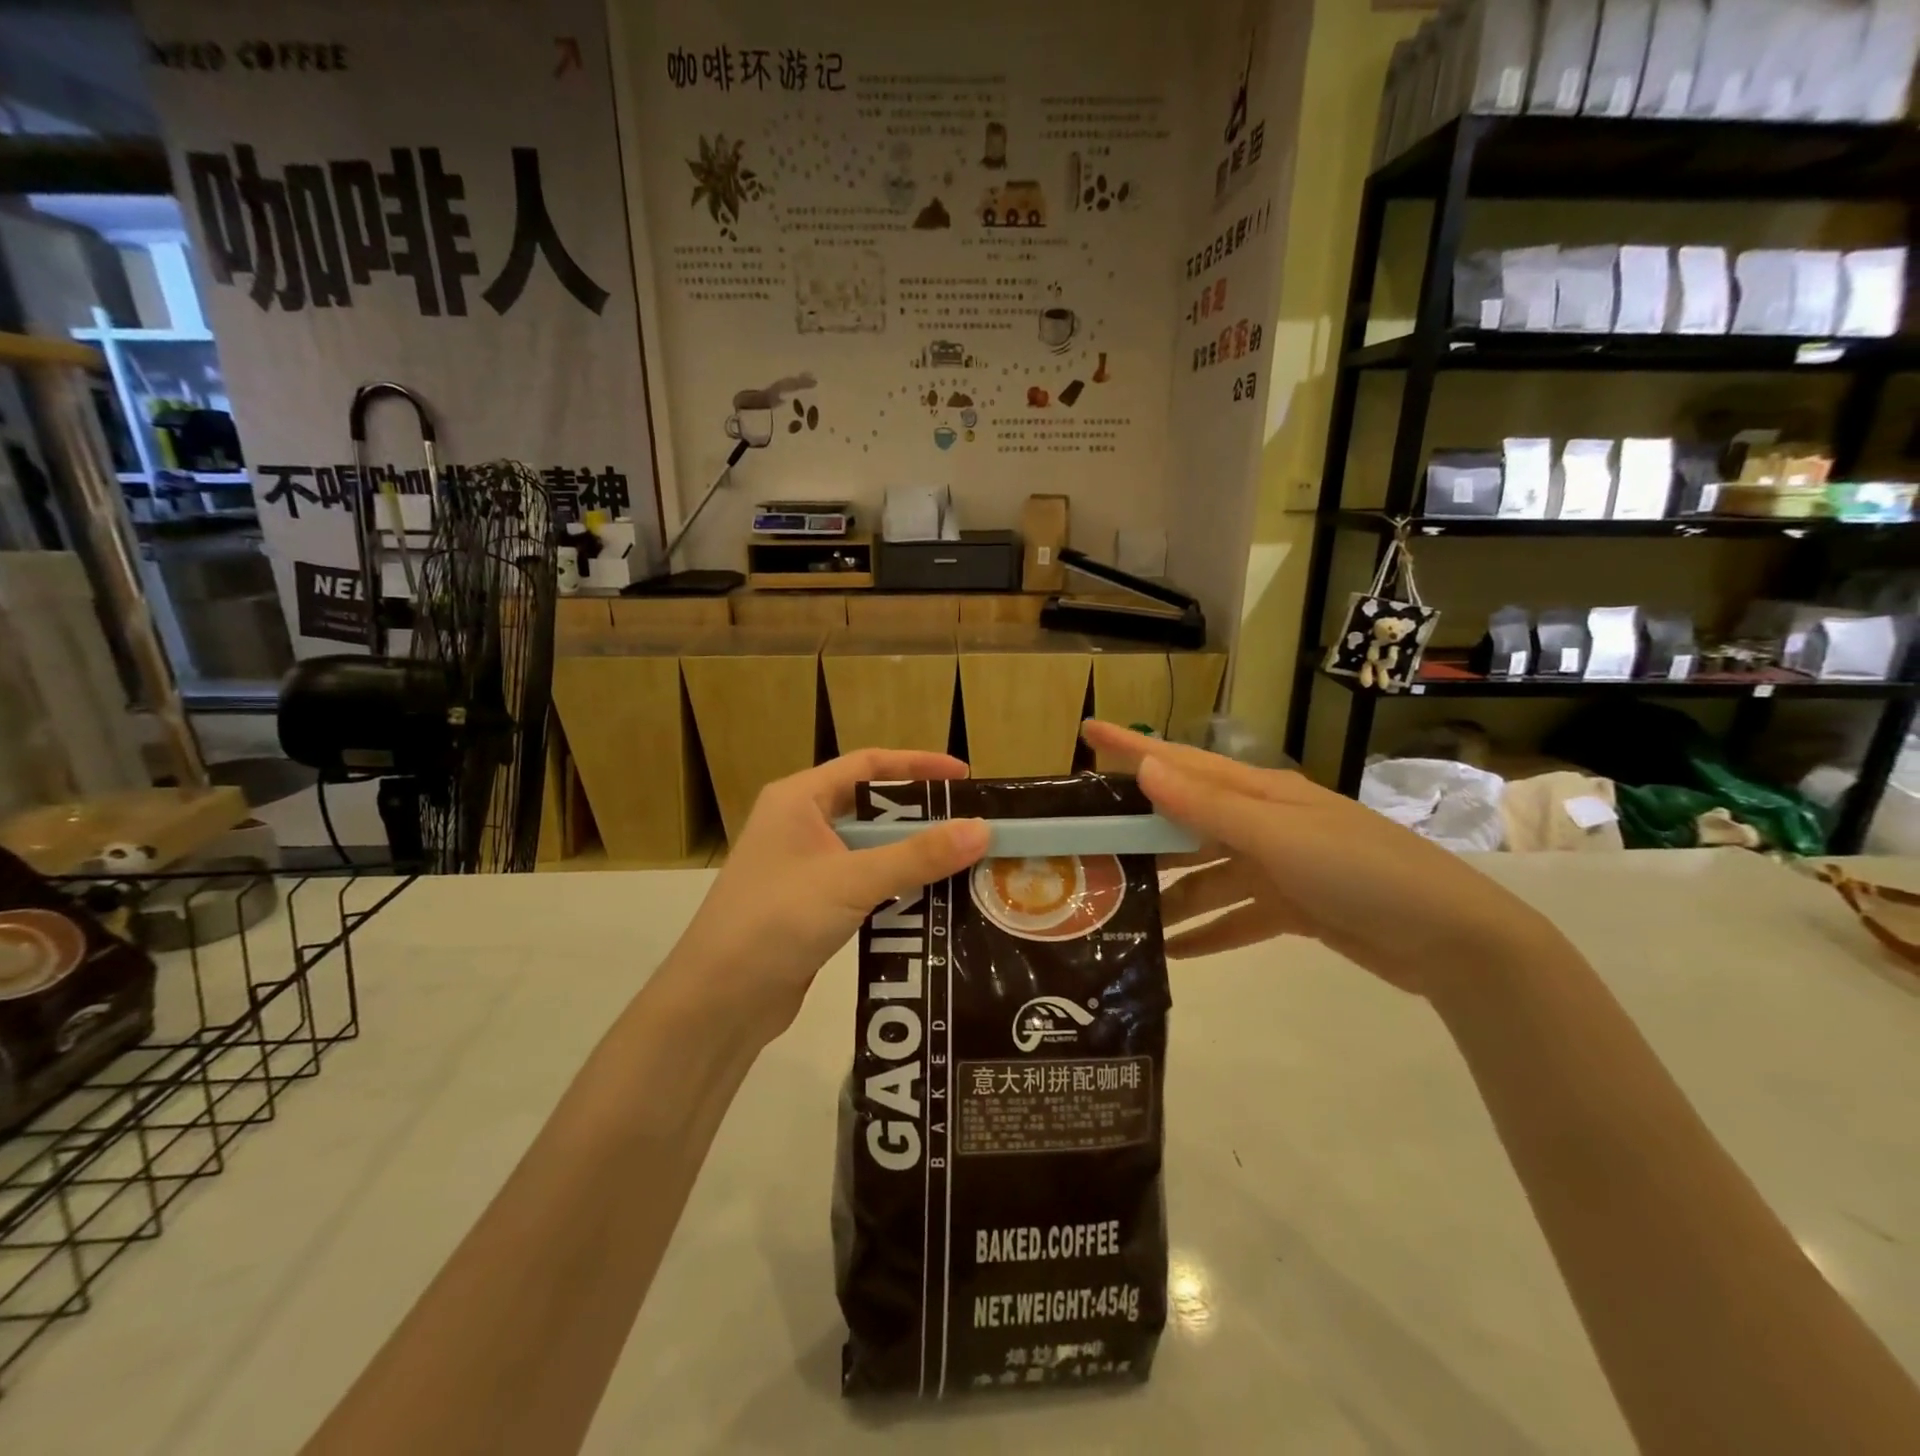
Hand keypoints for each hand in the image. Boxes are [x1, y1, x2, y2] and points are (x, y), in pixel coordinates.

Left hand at [659, 750, 988, 1045]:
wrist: (718, 1001)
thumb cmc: (777, 920)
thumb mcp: (852, 880)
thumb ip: (918, 856)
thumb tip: (983, 829)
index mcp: (798, 799)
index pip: (867, 765)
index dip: (917, 765)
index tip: (965, 777)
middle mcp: (799, 824)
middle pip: (871, 807)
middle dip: (921, 816)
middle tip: (972, 826)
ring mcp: (803, 867)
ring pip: (869, 849)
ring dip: (911, 855)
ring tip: (965, 862)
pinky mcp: (810, 905)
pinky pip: (863, 883)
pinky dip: (895, 886)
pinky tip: (931, 900)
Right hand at [1081, 722, 1556, 998]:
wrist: (1452, 939)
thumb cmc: (1361, 871)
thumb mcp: (1279, 837)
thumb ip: (1209, 806)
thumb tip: (1145, 767)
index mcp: (1259, 793)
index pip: (1181, 763)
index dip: (1132, 746)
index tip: (1086, 731)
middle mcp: (1262, 823)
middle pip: (1186, 822)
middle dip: (1140, 833)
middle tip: (1088, 847)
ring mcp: (1278, 866)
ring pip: (1206, 876)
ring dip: (1170, 896)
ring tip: (1120, 916)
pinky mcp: (1293, 907)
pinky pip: (1235, 917)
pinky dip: (1207, 933)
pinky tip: (1173, 954)